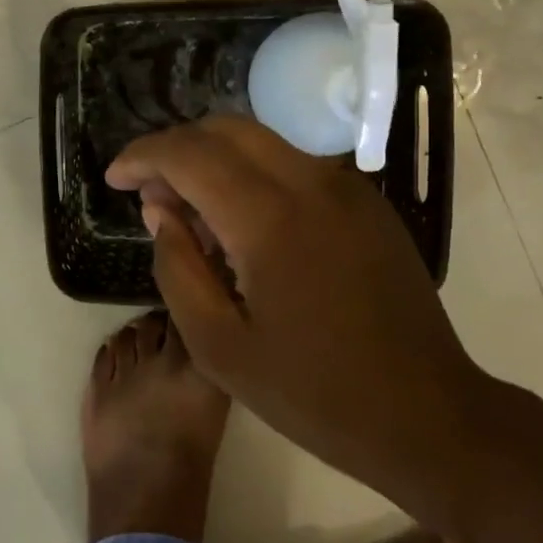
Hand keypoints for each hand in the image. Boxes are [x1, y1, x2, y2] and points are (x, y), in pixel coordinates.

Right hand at [106, 116, 493, 506]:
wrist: (427, 414)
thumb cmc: (313, 392)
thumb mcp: (218, 346)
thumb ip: (177, 266)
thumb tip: (160, 208)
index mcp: (269, 218)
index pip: (189, 153)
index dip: (142, 156)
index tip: (115, 179)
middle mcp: (310, 182)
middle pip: (224, 128)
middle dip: (175, 148)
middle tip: (149, 190)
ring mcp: (345, 187)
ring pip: (260, 139)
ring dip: (213, 157)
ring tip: (191, 208)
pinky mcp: (366, 201)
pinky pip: (293, 163)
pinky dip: (252, 172)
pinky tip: (242, 220)